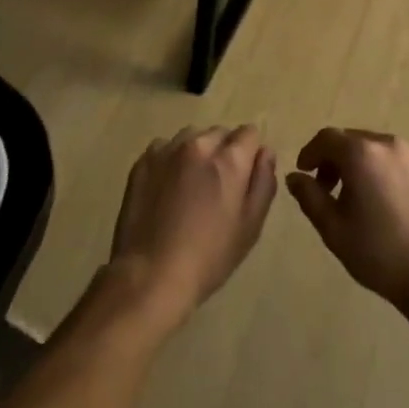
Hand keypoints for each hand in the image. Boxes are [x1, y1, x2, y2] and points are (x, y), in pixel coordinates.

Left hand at [108, 127, 277, 332]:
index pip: (249, 133)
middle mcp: (199, 145)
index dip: (250, 153)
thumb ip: (263, 182)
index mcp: (229, 159)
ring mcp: (167, 150)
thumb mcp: (250, 226)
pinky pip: (165, 148)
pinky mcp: (143, 161)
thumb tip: (265, 152)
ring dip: (196, 153)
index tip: (242, 178)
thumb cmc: (209, 256)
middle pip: (220, 134)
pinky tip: (166, 189)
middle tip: (216, 188)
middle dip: (223, 152)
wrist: (151, 275)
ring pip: (191, 137)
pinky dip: (170, 160)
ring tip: (189, 186)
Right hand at [286, 129, 408, 315]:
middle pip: (353, 140)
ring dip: (362, 165)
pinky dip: (386, 173)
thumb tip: (295, 177)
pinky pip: (401, 163)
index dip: (311, 152)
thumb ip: (309, 196)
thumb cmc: (378, 252)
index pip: (327, 138)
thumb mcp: (333, 228)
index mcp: (362, 154)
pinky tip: (389, 205)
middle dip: (335, 159)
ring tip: (360, 198)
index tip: (304, 173)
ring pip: (378, 150)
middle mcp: (389, 145)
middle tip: (329, 189)